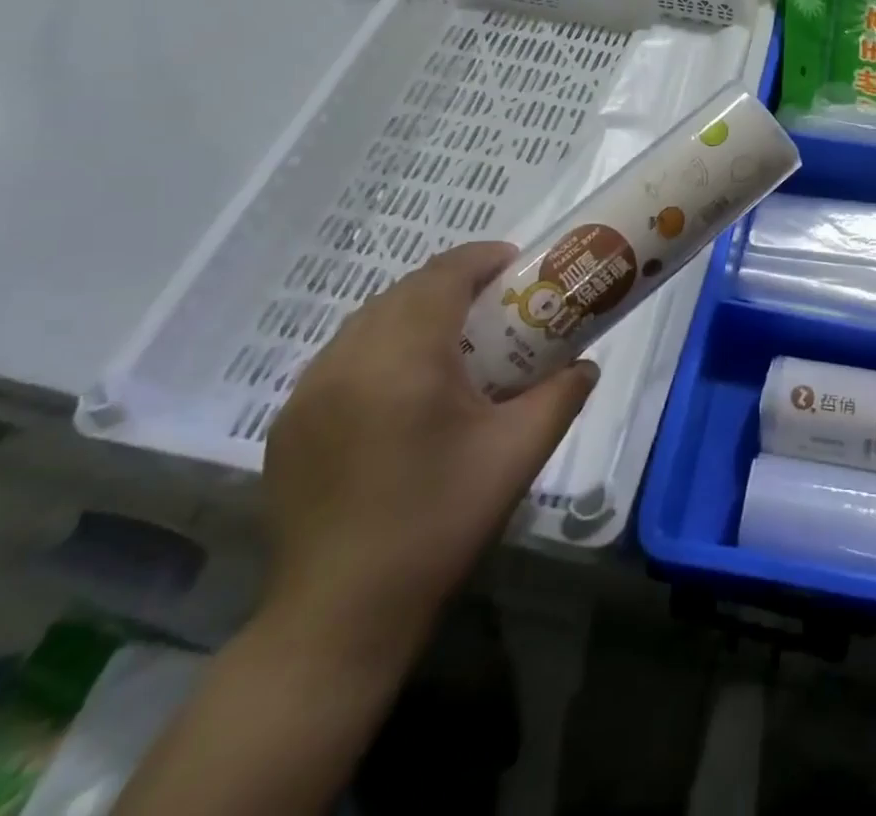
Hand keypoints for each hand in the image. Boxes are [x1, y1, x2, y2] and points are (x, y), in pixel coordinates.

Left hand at [262, 242, 595, 660]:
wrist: (339, 617)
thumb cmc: (439, 523)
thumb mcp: (518, 453)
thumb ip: (561, 395)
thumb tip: (586, 364)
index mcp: (402, 359)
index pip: (442, 276)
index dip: (482, 259)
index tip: (517, 266)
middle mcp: (346, 360)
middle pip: (404, 291)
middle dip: (454, 284)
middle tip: (497, 307)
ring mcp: (308, 392)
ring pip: (369, 320)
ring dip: (415, 313)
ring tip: (456, 343)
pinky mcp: (289, 423)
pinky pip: (343, 356)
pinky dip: (381, 347)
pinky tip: (406, 389)